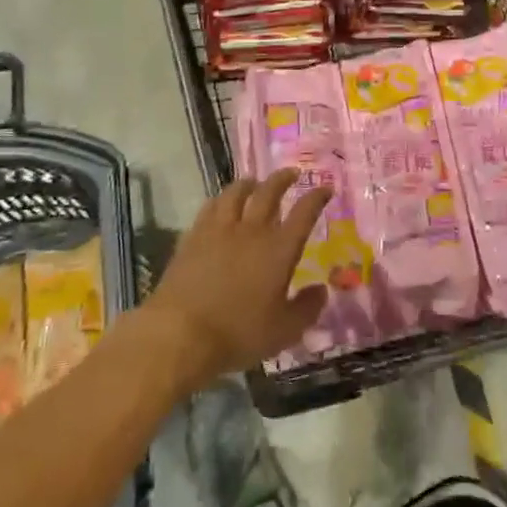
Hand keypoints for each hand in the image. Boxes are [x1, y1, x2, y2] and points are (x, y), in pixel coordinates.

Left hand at [140, 169, 329, 393]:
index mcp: (279, 249)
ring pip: (236, 193)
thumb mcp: (284, 331)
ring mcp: (219, 230)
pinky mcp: (192, 237)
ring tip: (254, 183)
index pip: (304, 213)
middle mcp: (252, 230)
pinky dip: (220, 200)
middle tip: (291, 173)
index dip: (317, 198)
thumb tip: (321, 290)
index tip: (325, 188)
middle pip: (269, 192)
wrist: (180, 333)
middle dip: (282, 179)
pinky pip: (210, 207)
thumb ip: (307, 308)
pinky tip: (220, 205)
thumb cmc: (238, 333)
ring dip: (249, 183)